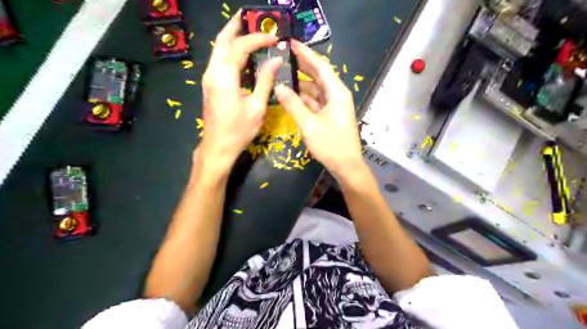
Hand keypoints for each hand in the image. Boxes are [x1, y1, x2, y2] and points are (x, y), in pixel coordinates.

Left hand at [201, 9, 283, 168]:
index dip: (257, 39)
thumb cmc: (238, 130)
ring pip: (218, 49)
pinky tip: (239, 53)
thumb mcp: (257, 107)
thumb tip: (275, 60)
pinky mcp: (210, 85)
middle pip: (221, 41)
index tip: (274, 38)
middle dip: (235, 26)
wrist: (217, 146)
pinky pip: (218, 60)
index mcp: (225, 77)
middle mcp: (213, 72)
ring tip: (245, 30)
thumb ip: (265, 80)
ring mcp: (209, 78)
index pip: (240, 47)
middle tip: (248, 18)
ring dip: (230, 37)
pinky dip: (228, 50)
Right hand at [275, 42, 362, 176]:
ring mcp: (335, 106)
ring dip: (302, 83)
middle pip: (319, 76)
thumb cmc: (330, 144)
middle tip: (285, 56)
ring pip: (317, 89)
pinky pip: (317, 101)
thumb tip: (279, 87)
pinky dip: (305, 98)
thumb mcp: (309, 124)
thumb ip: (293, 104)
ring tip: (285, 74)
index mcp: (337, 93)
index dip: (306, 54)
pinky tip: (293, 95)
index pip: (321, 67)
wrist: (346, 165)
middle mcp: (337, 95)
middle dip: (303, 65)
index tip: (292, 43)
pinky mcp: (331, 115)